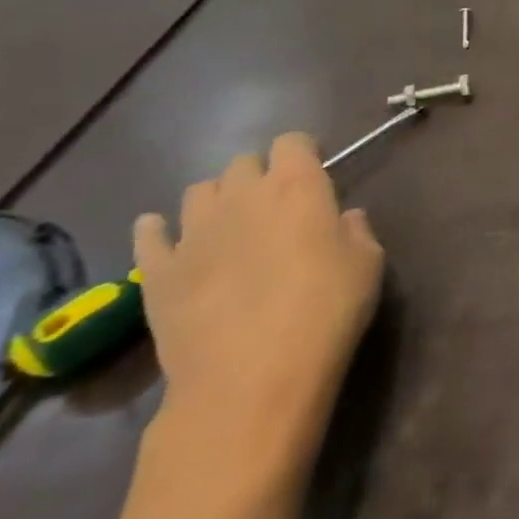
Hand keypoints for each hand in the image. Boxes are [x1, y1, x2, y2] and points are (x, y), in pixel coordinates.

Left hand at [132, 133, 384, 476]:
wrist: (252, 376)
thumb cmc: (327, 311)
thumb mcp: (369, 265)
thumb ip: (357, 231)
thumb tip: (342, 218)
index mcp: (296, 186)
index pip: (293, 141)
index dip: (304, 154)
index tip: (315, 176)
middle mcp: (241, 194)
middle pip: (243, 162)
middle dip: (260, 176)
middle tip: (277, 208)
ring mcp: (192, 230)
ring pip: (198, 191)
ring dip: (217, 199)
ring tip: (230, 227)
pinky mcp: (156, 269)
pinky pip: (149, 233)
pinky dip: (159, 230)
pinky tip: (171, 241)